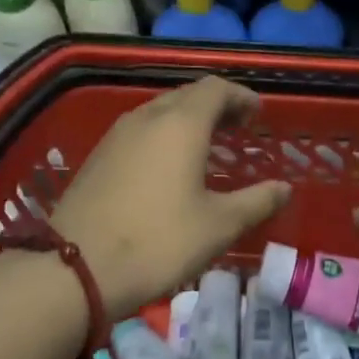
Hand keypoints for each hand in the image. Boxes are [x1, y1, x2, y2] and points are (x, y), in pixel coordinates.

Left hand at [52, 77, 290, 318]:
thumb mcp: (218, 226)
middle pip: (187, 95)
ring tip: (207, 145)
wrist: (74, 269)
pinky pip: (140, 131)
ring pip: (160, 111)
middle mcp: (147, 117)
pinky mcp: (98, 156)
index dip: (241, 96)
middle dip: (217, 106)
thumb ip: (257, 201)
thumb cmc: (158, 242)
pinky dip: (164, 135)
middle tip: (238, 128)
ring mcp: (117, 135)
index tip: (257, 114)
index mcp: (181, 124)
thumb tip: (284, 188)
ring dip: (188, 119)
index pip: (216, 89)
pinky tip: (168, 166)